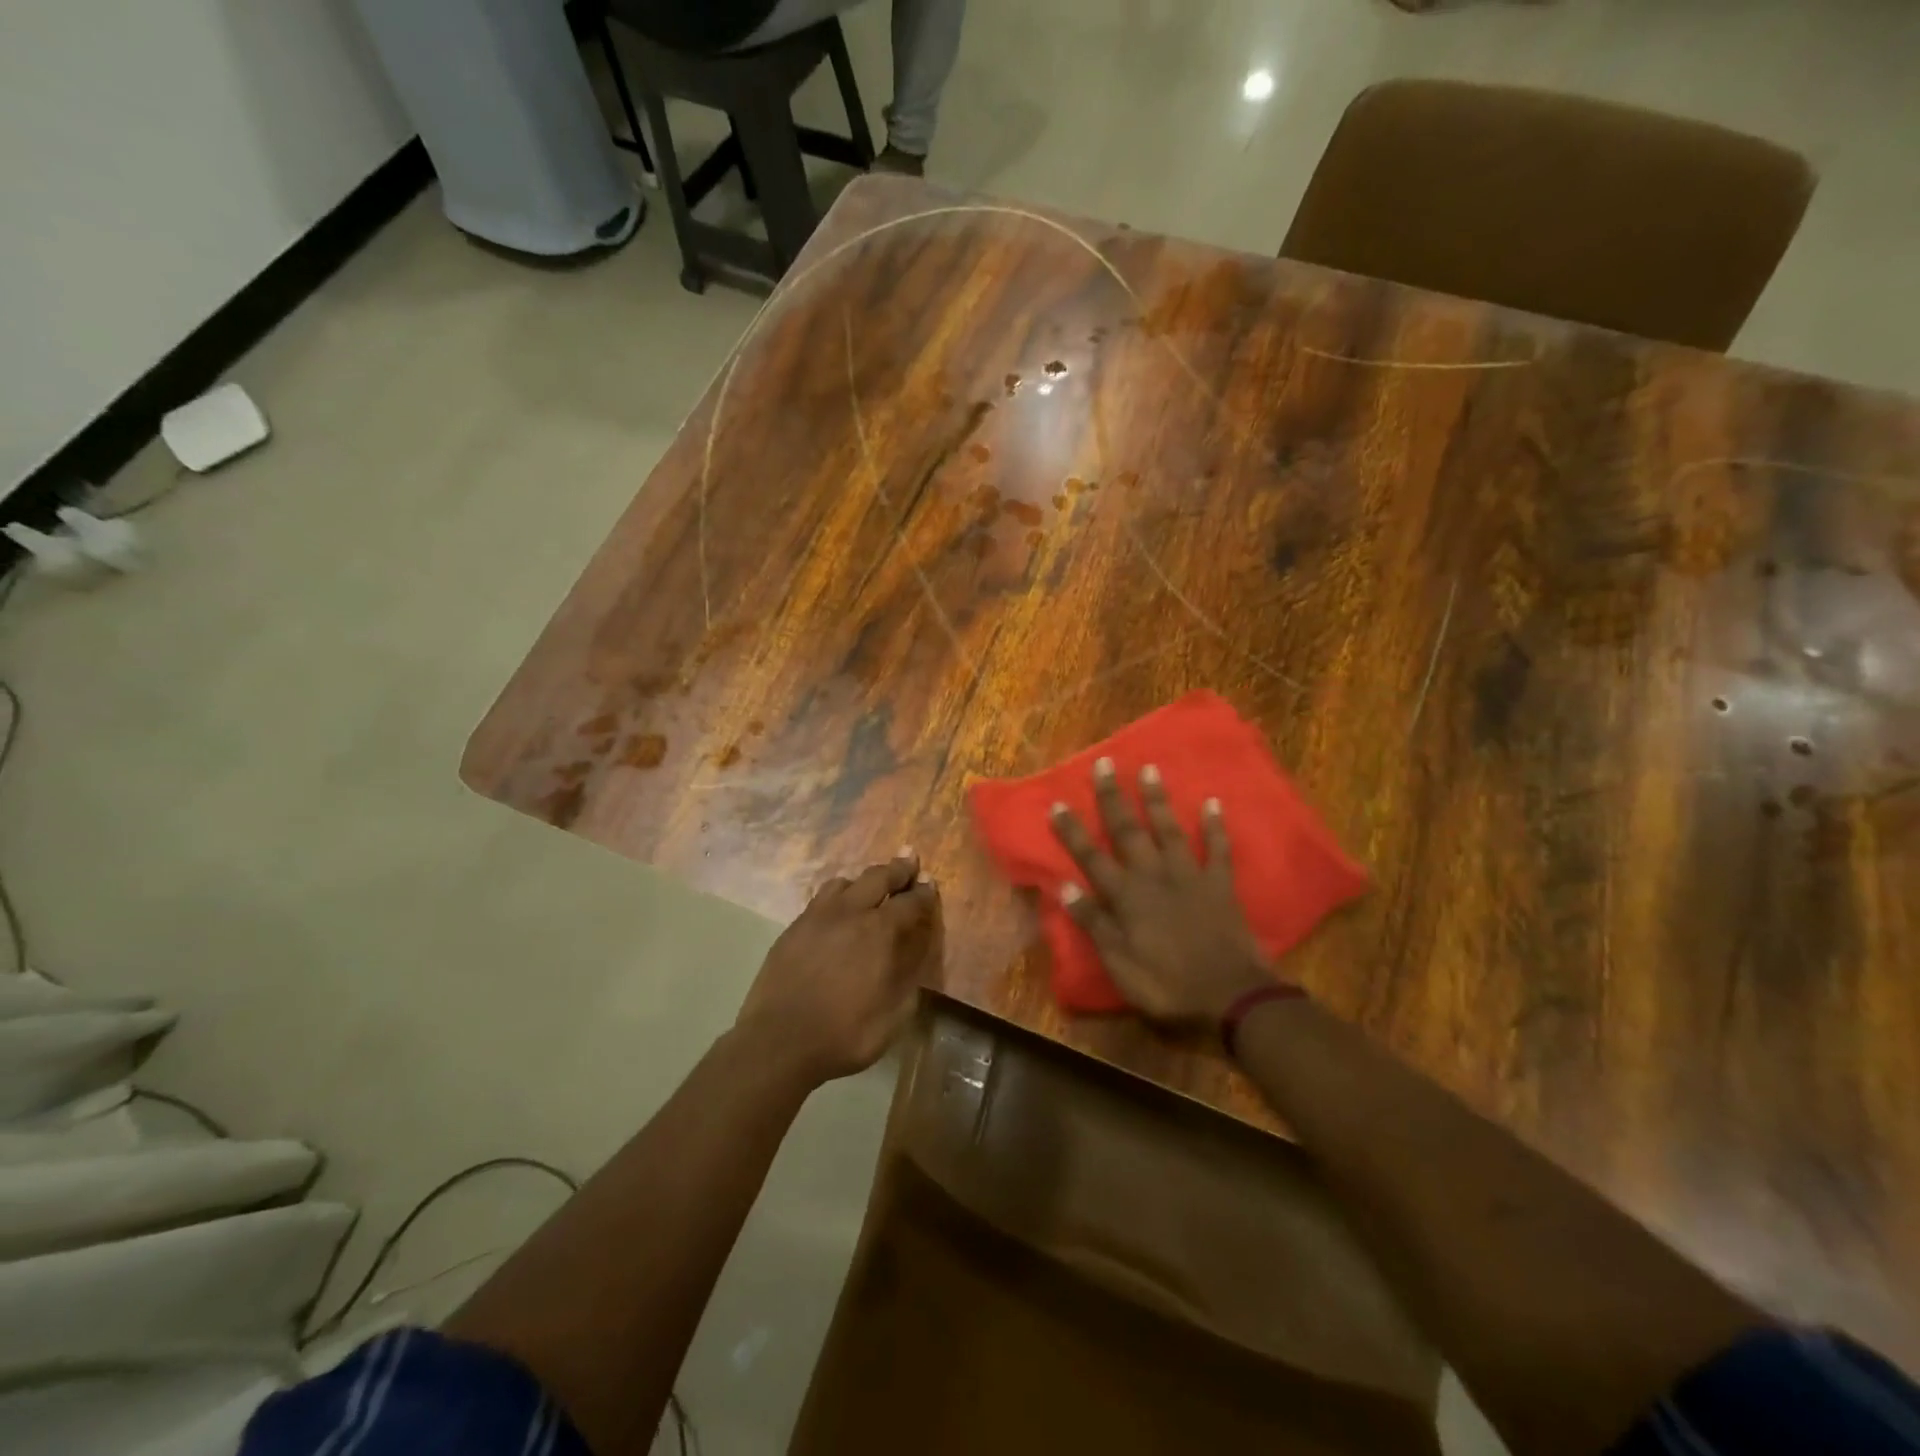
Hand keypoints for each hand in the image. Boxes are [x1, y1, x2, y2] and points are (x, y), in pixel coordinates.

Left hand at [735, 853, 939, 1084]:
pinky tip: (837, 910)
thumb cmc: (846, 1034)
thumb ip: (909, 974)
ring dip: (863, 881)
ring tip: (870, 886)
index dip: (924, 893)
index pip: (910, 901)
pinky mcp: (793, 929)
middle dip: (897, 868)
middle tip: (909, 859)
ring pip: (844, 882)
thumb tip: (916, 948)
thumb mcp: (895, 1013)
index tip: (930, 885)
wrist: (779, 1043)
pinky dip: (837, 896)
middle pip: (878, 877)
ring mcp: (817, 917)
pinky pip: (819, 899)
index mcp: (880, 931)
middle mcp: (850, 913)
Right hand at [1048, 758, 1271, 1025]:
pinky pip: (1218, 849)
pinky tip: (1213, 802)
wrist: (1230, 996)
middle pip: (1128, 831)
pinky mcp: (1220, 884)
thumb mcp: (1119, 963)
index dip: (1073, 831)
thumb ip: (1094, 923)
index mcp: (1126, 896)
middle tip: (1105, 763)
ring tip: (1149, 769)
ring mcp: (1189, 876)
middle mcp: (1153, 876)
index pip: (1091, 857)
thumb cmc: (1167, 984)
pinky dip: (1215, 826)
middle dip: (1113, 797)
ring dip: (1158, 800)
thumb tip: (1065, 887)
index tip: (1057, 803)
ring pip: (1169, 830)